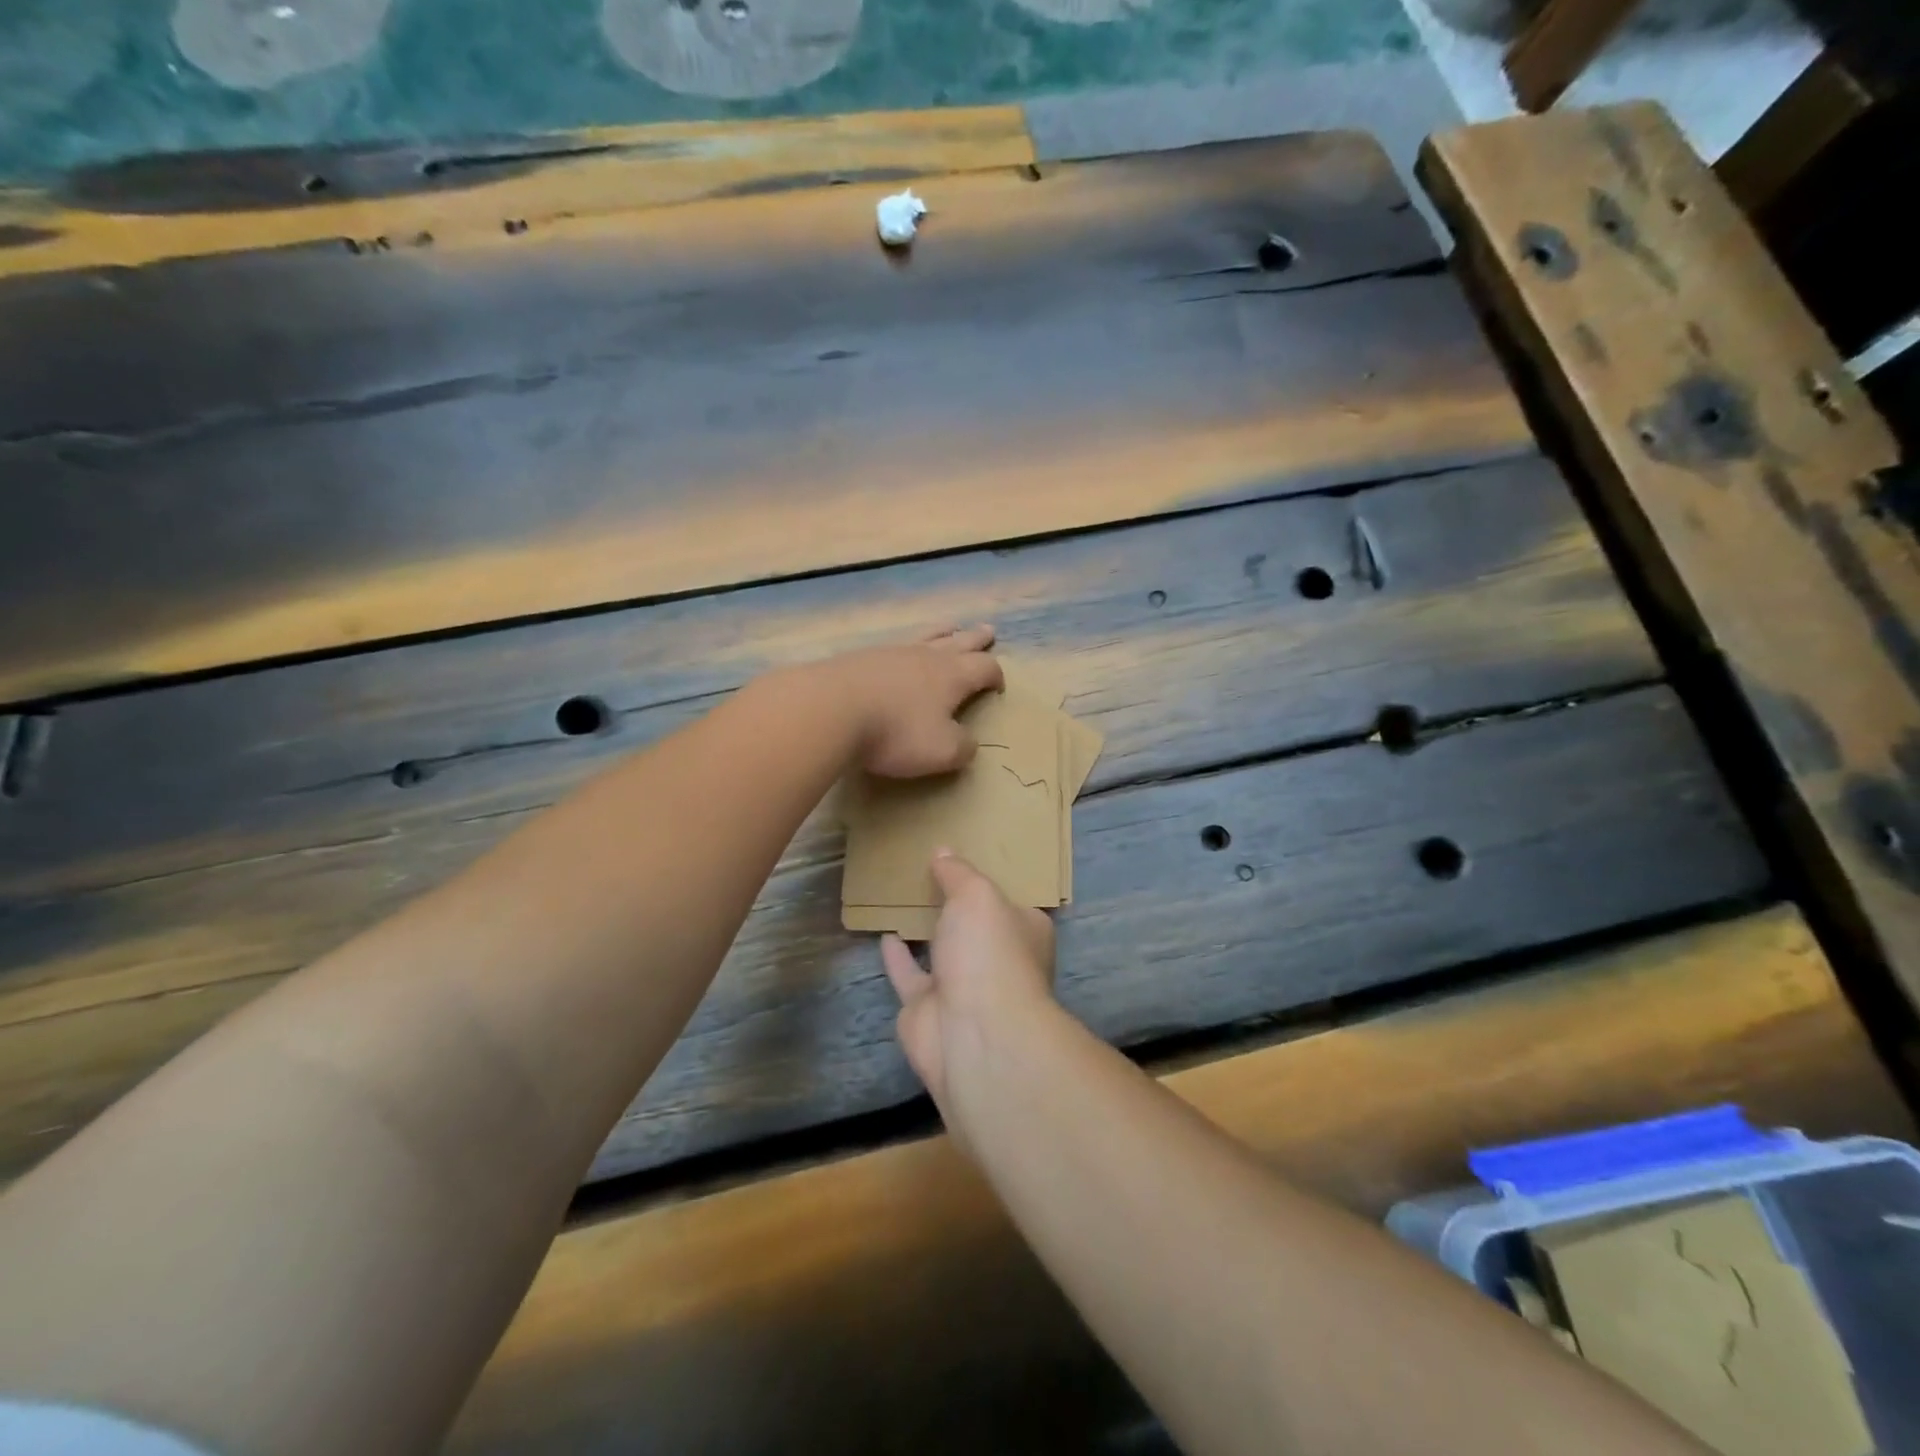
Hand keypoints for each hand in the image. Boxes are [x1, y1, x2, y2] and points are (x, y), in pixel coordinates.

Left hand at [821, 625, 1004, 778]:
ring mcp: (892, 652)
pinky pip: (894, 644)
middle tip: (987, 631)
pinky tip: (900, 651)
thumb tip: (968, 742)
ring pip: (926, 635)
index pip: (985, 668)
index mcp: (953, 676)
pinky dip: (906, 645)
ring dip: (943, 632)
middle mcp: (926, 656)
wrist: (831, 709)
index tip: (998, 687)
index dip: (996, 675)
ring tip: (951, 627)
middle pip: (959, 642)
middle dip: (976, 640)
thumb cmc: (895, 732)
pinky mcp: (861, 657)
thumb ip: (963, 747)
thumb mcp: (941, 751)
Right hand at [880, 850, 1055, 1113]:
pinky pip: (910, 975)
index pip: (1010, 901)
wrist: (972, 1034)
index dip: (992, 881)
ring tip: (905, 897)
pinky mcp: (928, 1009)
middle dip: (958, 906)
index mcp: (1025, 932)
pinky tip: (884, 932)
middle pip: (975, 927)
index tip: (969, 857)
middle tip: (931, 873)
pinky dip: (898, 956)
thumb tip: (943, 852)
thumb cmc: (989, 953)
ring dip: (927, 930)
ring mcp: (963, 988)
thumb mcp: (977, 895)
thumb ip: (958, 873)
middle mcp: (998, 960)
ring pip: (942, 952)